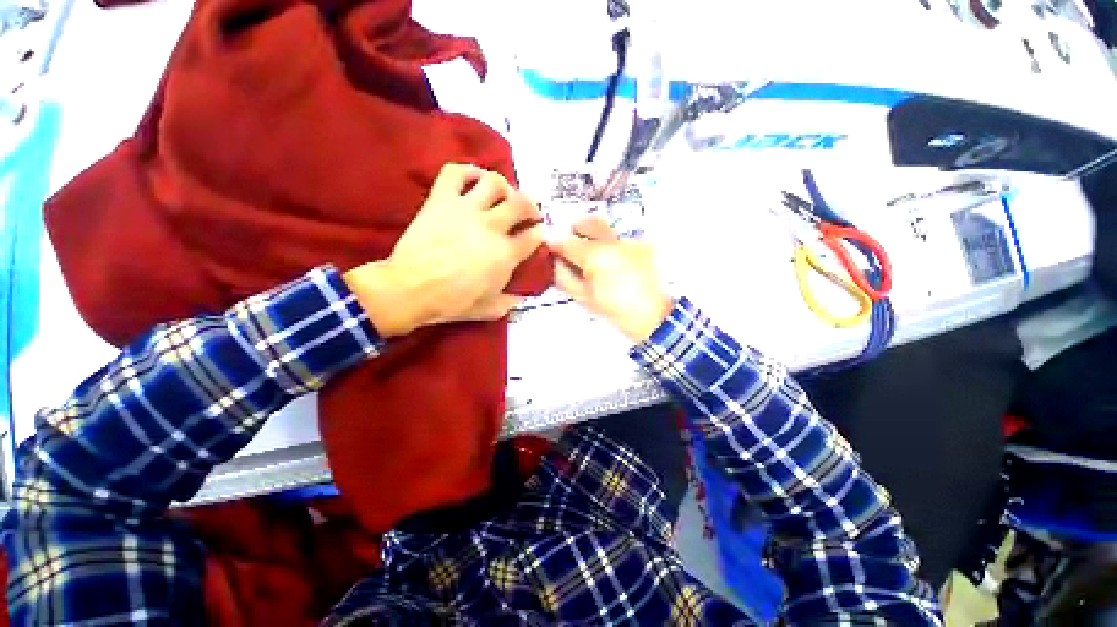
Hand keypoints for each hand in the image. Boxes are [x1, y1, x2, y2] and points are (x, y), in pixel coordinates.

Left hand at [344, 164, 543, 337]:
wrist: (410, 290)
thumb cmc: (452, 302)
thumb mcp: (489, 309)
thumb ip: (509, 302)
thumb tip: (521, 298)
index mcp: (506, 254)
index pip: (534, 236)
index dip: (540, 233)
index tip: (539, 233)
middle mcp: (492, 226)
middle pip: (521, 204)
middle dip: (531, 206)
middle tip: (529, 212)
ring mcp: (466, 209)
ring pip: (494, 183)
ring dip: (505, 187)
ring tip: (505, 194)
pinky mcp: (441, 200)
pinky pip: (456, 173)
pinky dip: (469, 170)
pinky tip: (476, 178)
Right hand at [552, 217, 673, 341]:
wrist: (651, 315)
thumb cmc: (614, 309)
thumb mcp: (584, 297)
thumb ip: (564, 277)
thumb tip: (556, 262)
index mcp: (595, 256)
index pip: (568, 243)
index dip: (556, 245)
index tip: (552, 249)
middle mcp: (612, 242)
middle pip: (588, 223)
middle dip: (576, 228)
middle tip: (572, 240)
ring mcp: (630, 241)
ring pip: (606, 228)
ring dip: (594, 235)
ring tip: (593, 252)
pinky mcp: (643, 245)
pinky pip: (621, 237)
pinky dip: (612, 244)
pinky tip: (613, 260)